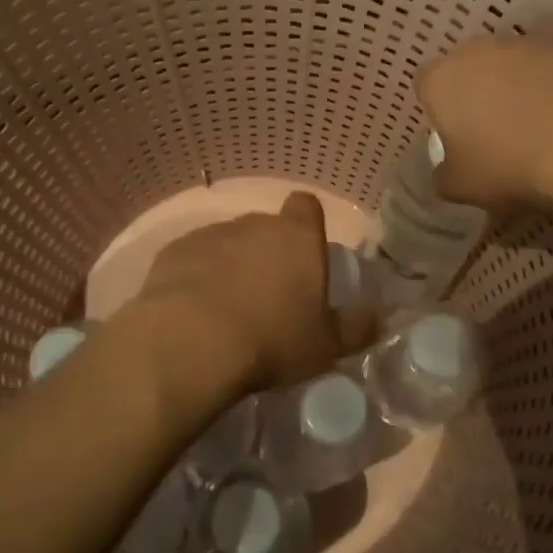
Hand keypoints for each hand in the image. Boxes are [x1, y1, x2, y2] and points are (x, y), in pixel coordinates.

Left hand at [123, 193, 376, 408]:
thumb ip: (356, 327)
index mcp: (297, 237)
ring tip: (227, 311)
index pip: (307, 206)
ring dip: (231, 266)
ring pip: (228, 243)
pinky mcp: (174, 251)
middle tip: (269, 298)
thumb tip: (378, 315)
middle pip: (267, 228)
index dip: (308, 226)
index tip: (306, 257)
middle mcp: (254, 224)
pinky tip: (194, 312)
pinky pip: (194, 258)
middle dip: (268, 254)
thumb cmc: (271, 341)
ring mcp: (211, 234)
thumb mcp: (325, 346)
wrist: (191, 342)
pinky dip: (197, 276)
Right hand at [417, 37, 552, 212]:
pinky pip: (550, 68)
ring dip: (516, 87)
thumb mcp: (460, 186)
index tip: (456, 136)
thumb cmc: (510, 165)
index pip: (425, 85)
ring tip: (538, 126)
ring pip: (510, 65)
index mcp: (442, 79)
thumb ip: (443, 174)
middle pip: (468, 68)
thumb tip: (447, 168)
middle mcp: (478, 49)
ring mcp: (527, 43)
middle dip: (476, 93)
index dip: (438, 110)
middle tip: (493, 131)